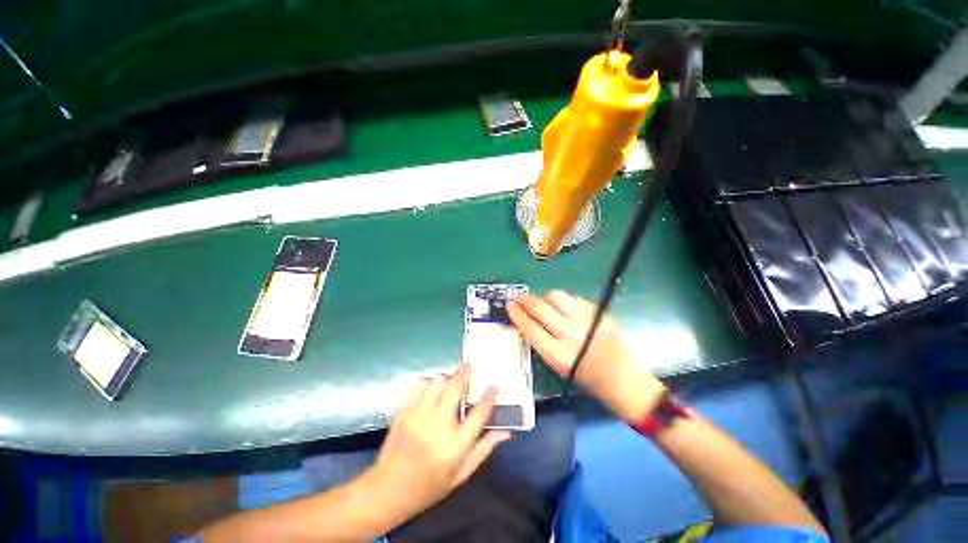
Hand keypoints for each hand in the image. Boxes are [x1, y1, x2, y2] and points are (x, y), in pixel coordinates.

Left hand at [364, 365, 510, 521]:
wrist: (387, 491)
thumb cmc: (428, 487)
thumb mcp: (460, 475)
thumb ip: (483, 450)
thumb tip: (506, 432)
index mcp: (455, 446)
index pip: (479, 413)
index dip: (489, 396)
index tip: (495, 383)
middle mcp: (437, 426)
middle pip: (455, 388)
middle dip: (465, 372)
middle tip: (471, 364)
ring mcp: (418, 416)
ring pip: (436, 382)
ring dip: (446, 379)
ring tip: (451, 381)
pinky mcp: (403, 412)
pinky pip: (419, 387)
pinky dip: (428, 384)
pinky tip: (432, 388)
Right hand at [508, 290, 665, 422]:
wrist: (623, 379)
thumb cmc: (587, 379)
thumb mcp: (558, 367)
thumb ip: (542, 342)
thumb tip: (528, 321)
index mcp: (558, 355)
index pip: (530, 327)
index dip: (517, 314)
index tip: (509, 305)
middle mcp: (570, 335)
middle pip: (541, 308)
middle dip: (525, 300)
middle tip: (518, 297)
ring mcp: (586, 321)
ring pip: (557, 297)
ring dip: (544, 296)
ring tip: (540, 300)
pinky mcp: (598, 313)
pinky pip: (573, 298)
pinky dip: (563, 300)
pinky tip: (561, 305)